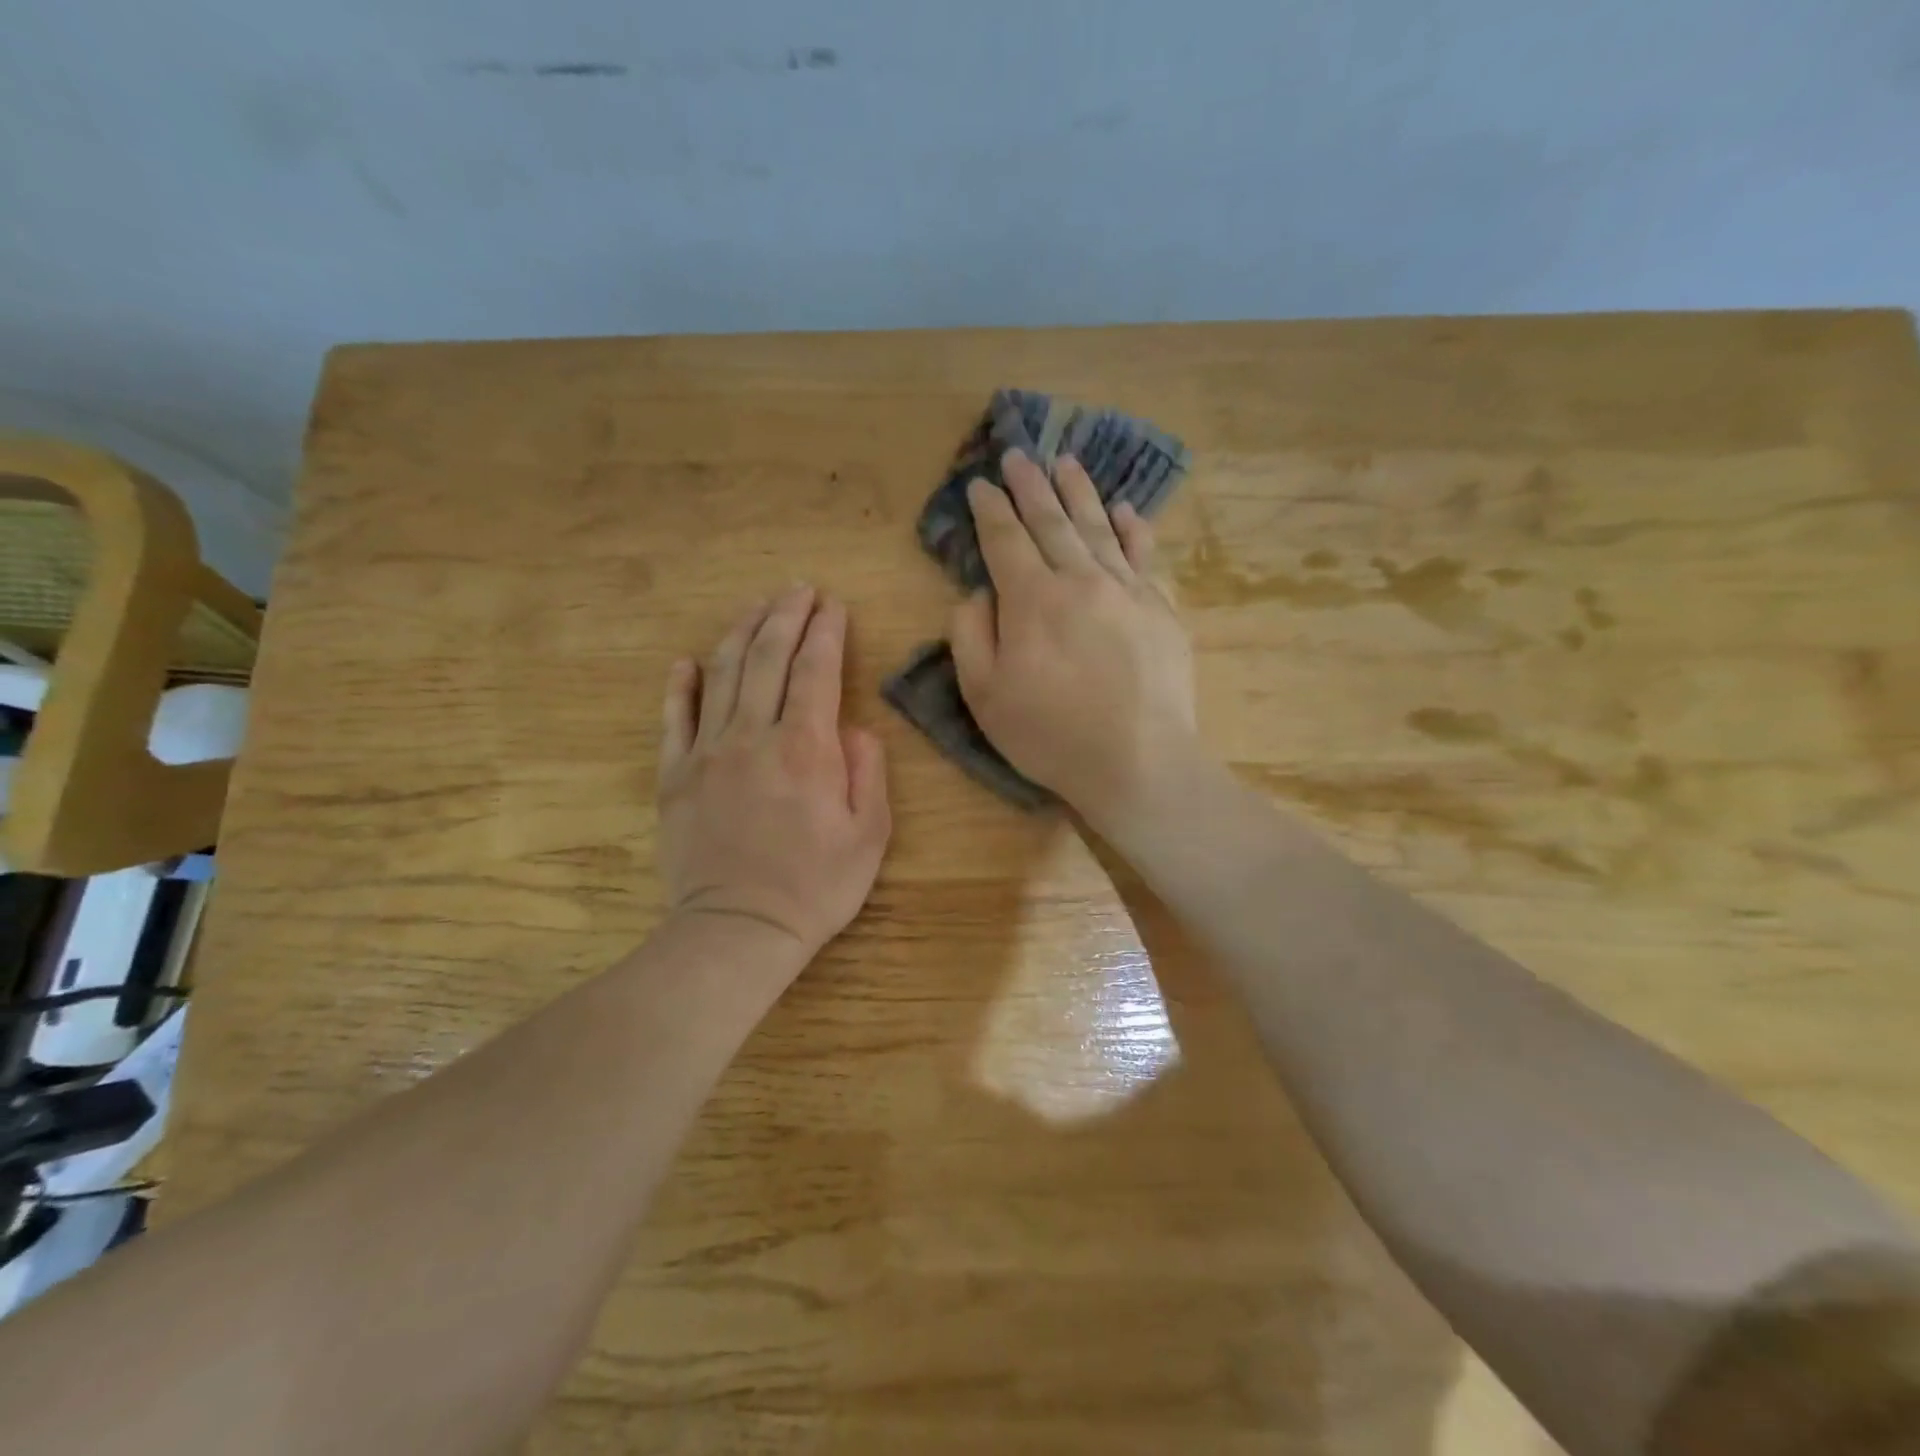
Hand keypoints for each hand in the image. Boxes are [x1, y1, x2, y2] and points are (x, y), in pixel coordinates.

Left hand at [658, 586, 890, 961]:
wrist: (737, 931)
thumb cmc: (814, 888)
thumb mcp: (868, 836)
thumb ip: (867, 771)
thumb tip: (855, 727)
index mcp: (806, 748)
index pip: (816, 669)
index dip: (826, 631)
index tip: (833, 605)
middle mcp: (753, 736)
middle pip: (767, 658)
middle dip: (785, 615)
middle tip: (798, 589)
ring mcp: (707, 753)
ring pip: (722, 675)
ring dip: (740, 633)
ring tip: (755, 606)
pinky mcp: (674, 776)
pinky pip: (674, 719)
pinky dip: (680, 686)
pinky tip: (685, 662)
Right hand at [950, 450, 1196, 827]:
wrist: (1139, 762)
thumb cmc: (1050, 735)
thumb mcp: (984, 695)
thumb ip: (971, 635)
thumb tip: (979, 594)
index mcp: (1032, 599)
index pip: (1005, 540)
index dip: (990, 510)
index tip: (980, 484)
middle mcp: (1080, 580)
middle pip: (1052, 522)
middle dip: (1030, 486)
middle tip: (1019, 456)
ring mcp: (1128, 591)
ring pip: (1099, 528)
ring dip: (1079, 493)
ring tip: (1066, 463)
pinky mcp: (1161, 610)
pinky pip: (1144, 556)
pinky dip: (1133, 529)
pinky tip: (1126, 510)